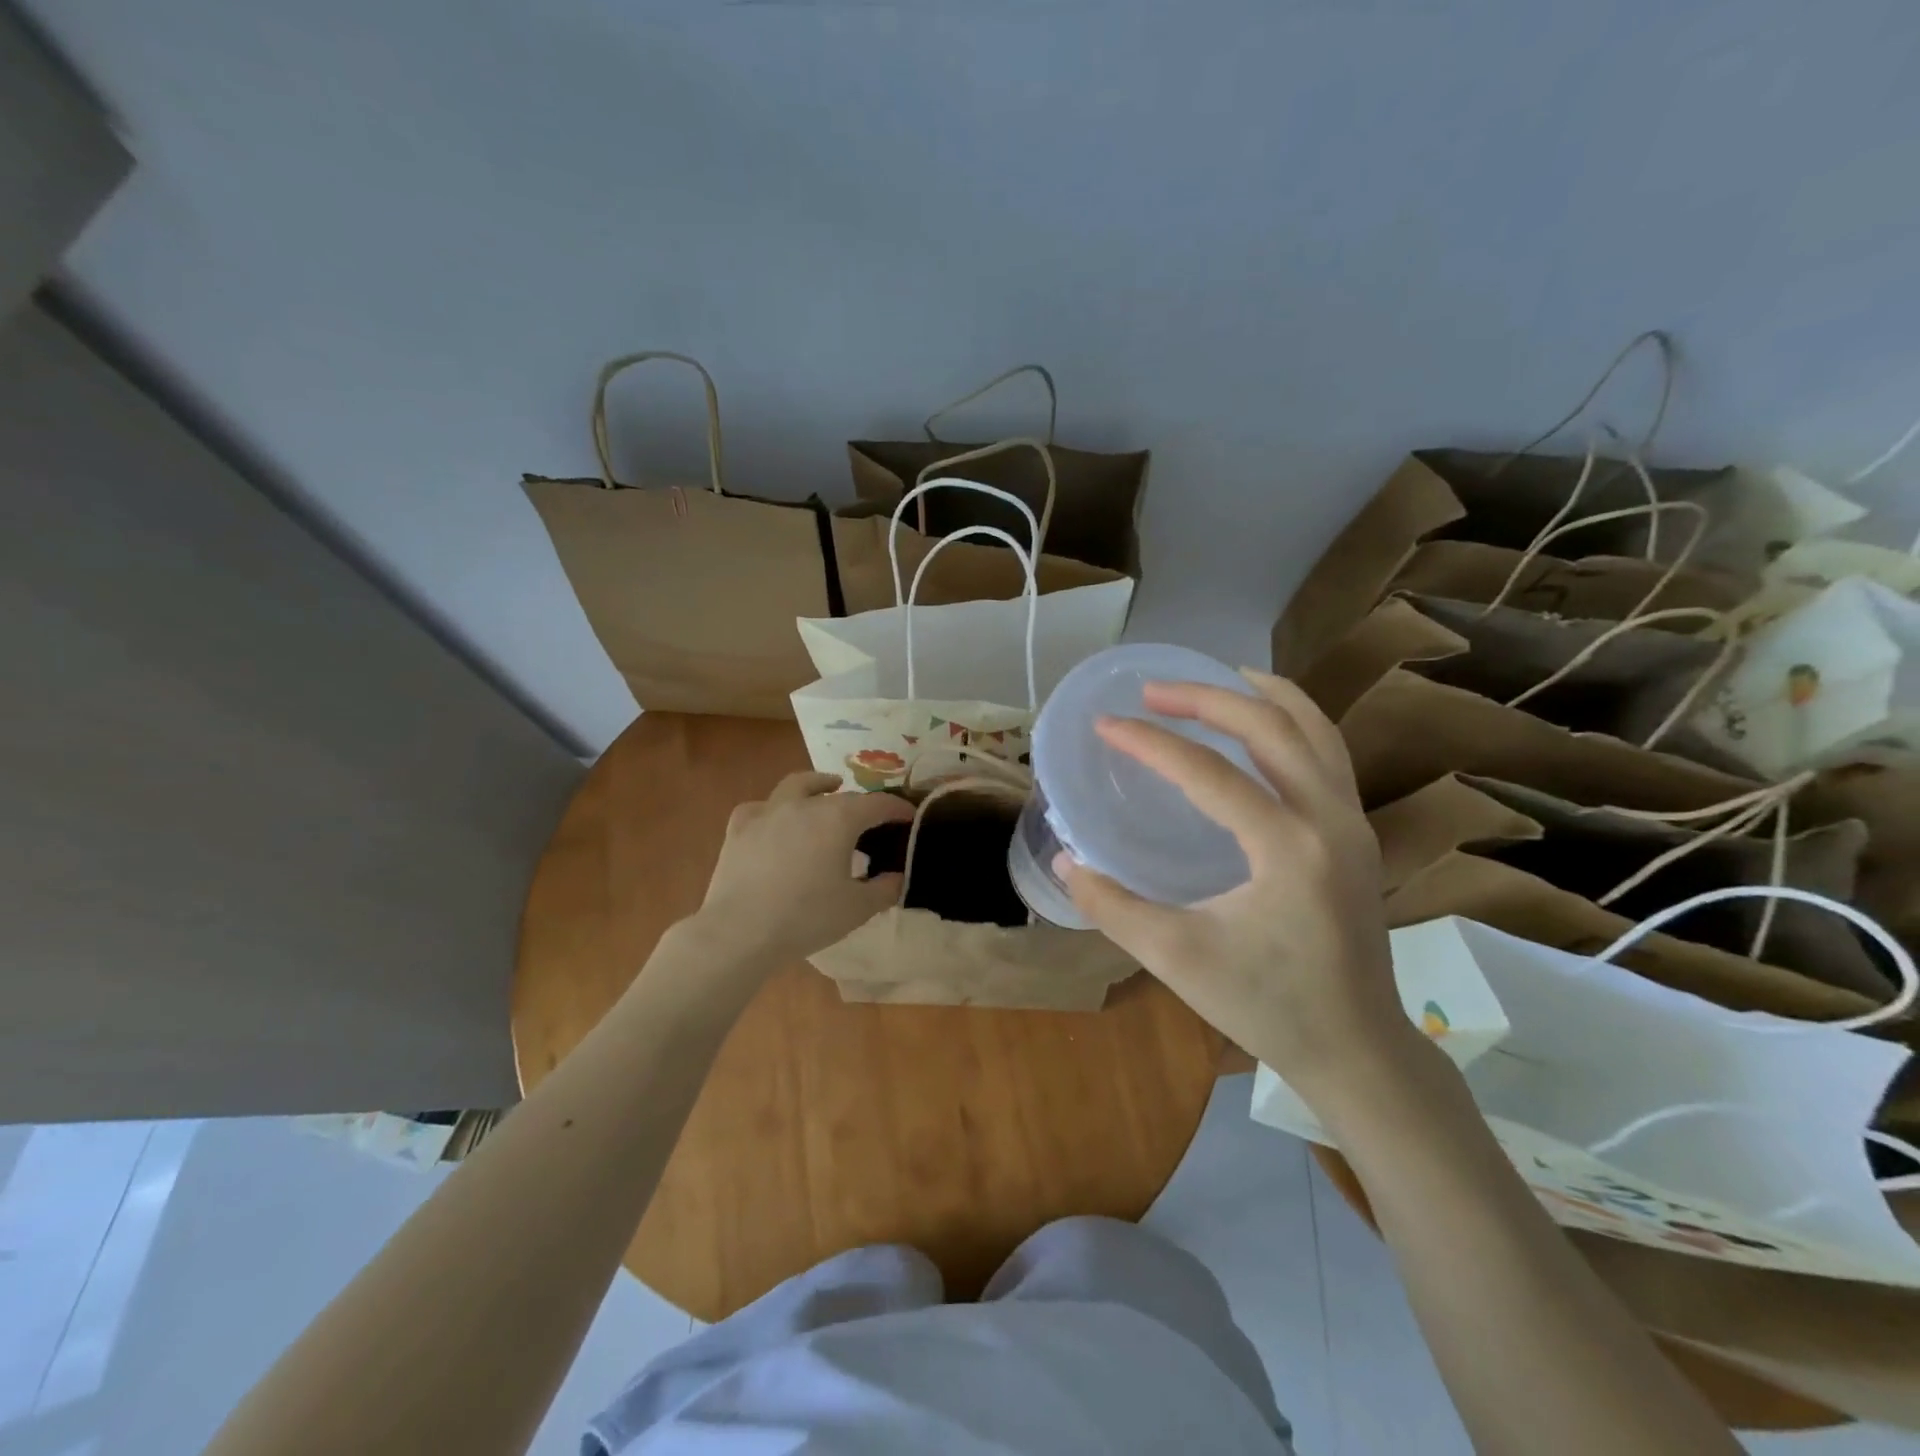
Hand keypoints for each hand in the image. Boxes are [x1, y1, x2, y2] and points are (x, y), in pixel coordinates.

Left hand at [693, 771, 914, 964]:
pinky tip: (776, 819)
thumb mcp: (858, 908)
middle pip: (841, 796)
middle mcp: (806, 805)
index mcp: (839, 819)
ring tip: (828, 788)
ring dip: (818, 785)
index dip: (897, 809)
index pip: (877, 804)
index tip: (909, 817)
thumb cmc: (806, 918)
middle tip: (872, 820)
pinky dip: (774, 809)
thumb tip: (898, 877)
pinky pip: (761, 808)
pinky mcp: (739, 828)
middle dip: (862, 804)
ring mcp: (769, 812)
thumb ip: (885, 889)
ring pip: (798, 785)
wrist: (740, 932)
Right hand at [1059, 673, 1414, 1101]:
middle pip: (1271, 726)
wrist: (1358, 1047)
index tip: (1105, 723)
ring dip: (1260, 697)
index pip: (1208, 773)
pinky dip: (1291, 721)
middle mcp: (1329, 819)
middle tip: (1152, 691)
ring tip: (1214, 677)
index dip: (1149, 742)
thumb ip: (1113, 906)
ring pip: (1313, 728)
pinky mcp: (1356, 832)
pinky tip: (1260, 723)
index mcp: (1287, 848)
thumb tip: (1066, 861)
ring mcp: (1352, 822)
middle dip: (1206, 698)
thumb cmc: (1267, 1006)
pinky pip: (1327, 752)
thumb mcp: (1176, 959)